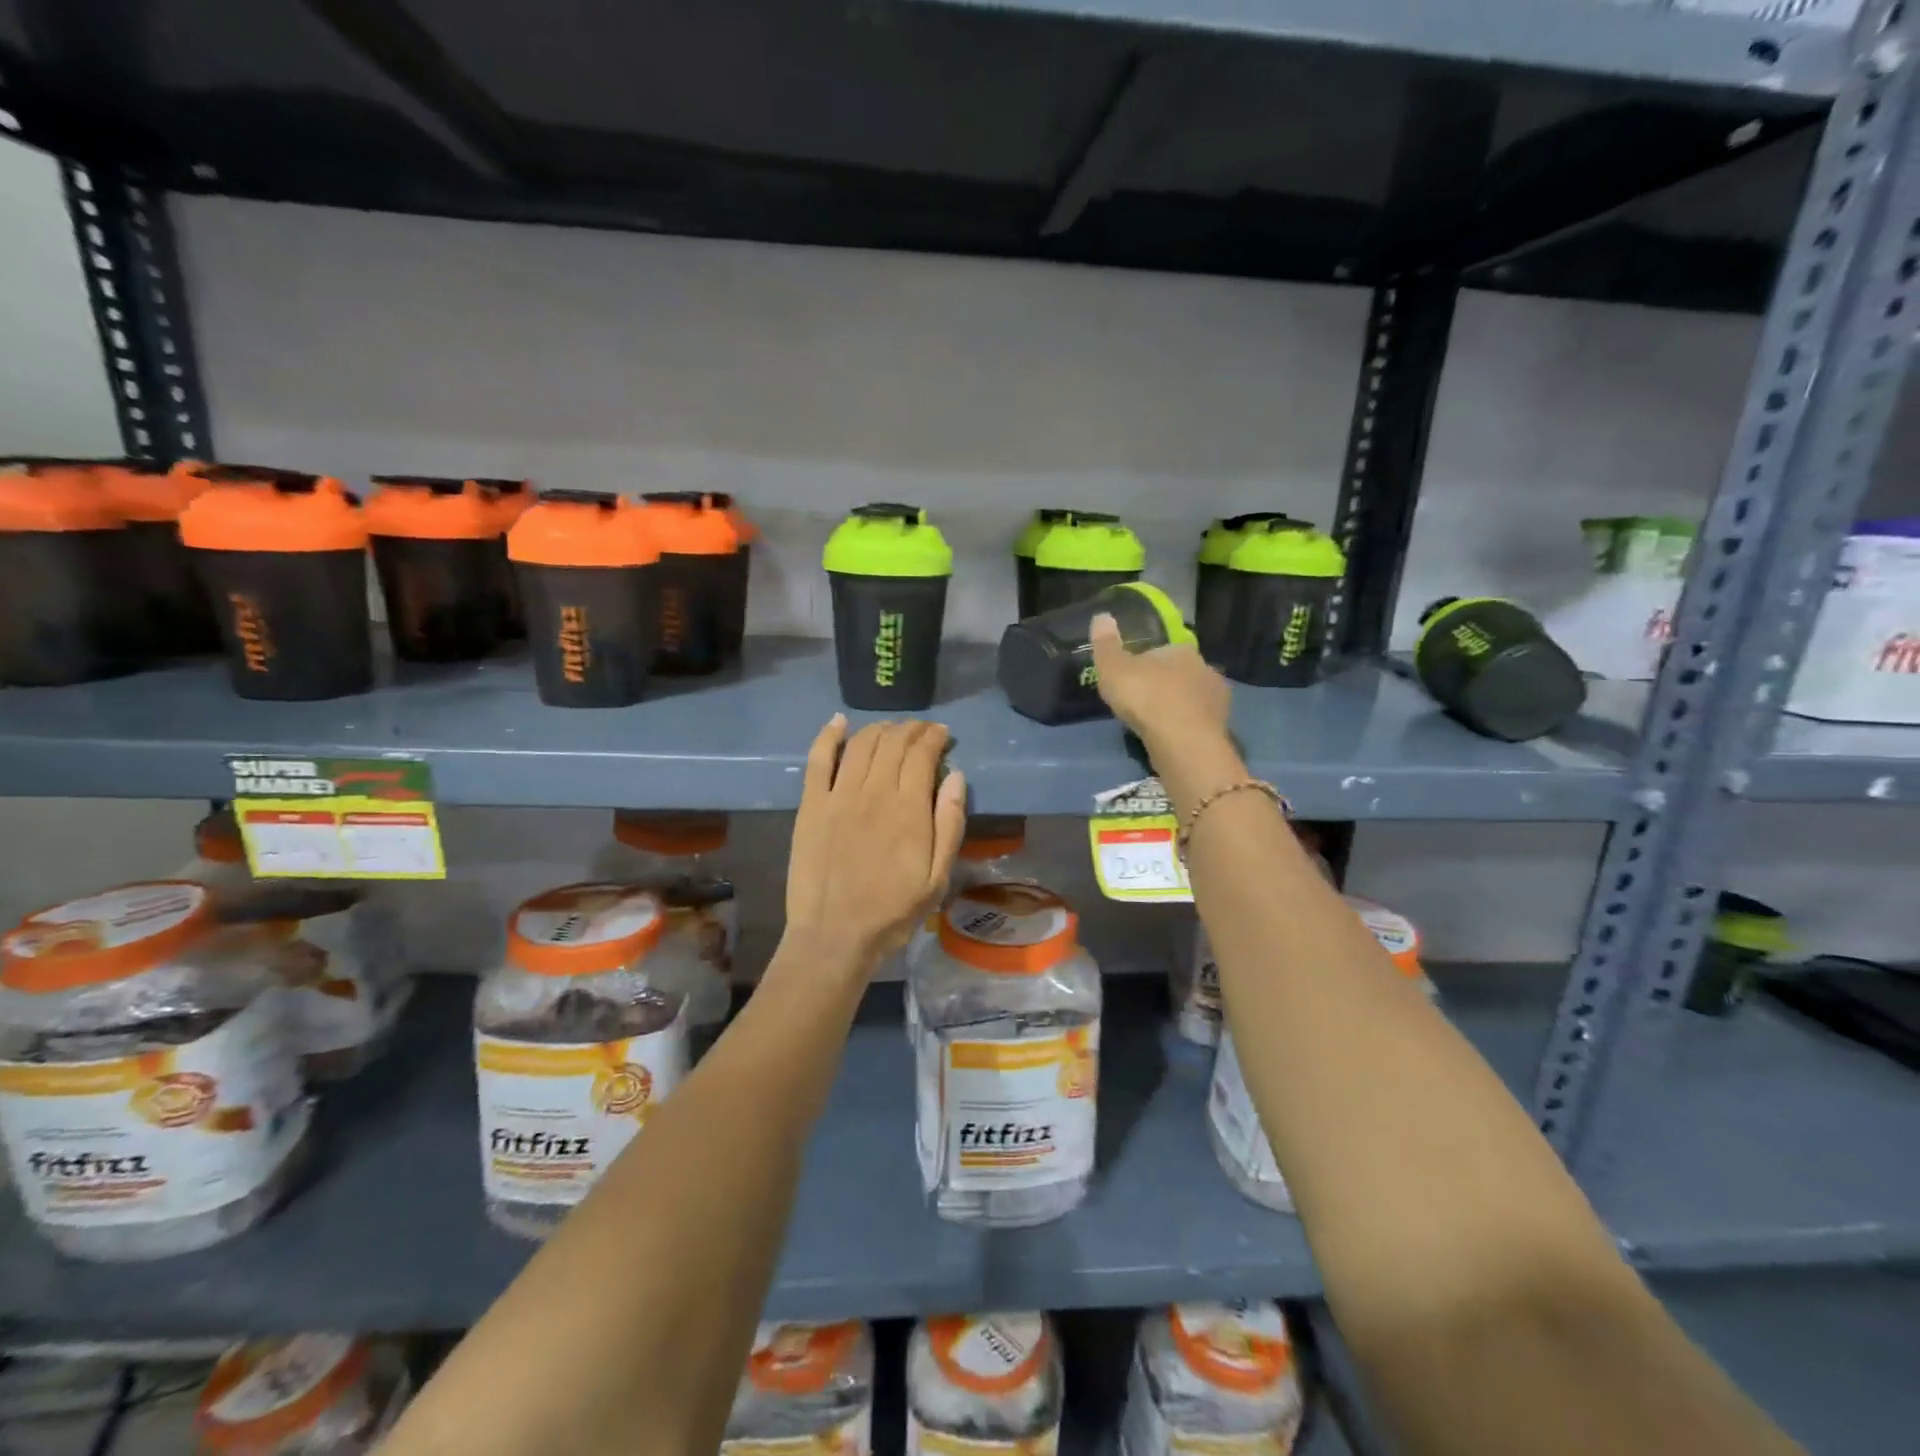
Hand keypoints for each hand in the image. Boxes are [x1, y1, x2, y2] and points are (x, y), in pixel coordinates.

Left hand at [783, 716, 967, 971]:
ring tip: (891, 730)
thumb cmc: (893, 911)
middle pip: (893, 742)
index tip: (943, 734)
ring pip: (861, 744)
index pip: (922, 753)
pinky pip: (818, 760)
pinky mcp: (811, 805)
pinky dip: (828, 736)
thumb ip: (950, 823)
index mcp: (908, 808)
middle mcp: (873, 791)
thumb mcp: (938, 877)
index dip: (934, 737)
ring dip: (879, 729)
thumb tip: (956, 776)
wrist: (835, 936)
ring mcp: (838, 795)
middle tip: (921, 731)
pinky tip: (838, 722)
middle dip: (911, 729)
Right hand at [1090, 611, 1230, 751]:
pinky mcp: (1221, 727)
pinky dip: (1185, 727)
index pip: (1161, 651)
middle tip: (1140, 704)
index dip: (1144, 664)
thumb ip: (1106, 644)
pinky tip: (1171, 738)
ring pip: (1191, 698)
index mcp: (1181, 650)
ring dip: (1176, 707)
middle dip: (1163, 685)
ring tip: (1154, 724)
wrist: (1182, 742)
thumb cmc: (1146, 698)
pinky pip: (1198, 722)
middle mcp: (1205, 668)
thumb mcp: (1113, 668)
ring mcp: (1217, 699)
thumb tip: (1101, 616)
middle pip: (1179, 674)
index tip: (1130, 680)